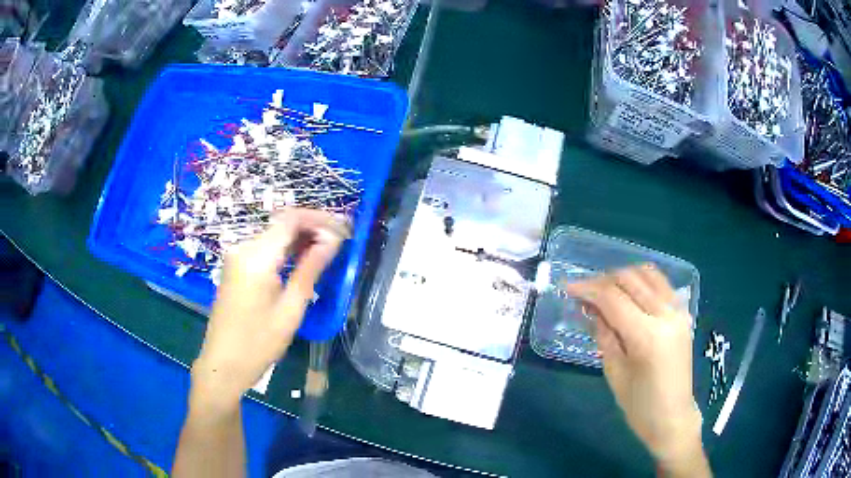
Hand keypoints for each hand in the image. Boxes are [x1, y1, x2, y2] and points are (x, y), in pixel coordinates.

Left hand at [190, 209, 349, 408]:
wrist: (223, 363)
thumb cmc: (258, 343)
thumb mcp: (290, 309)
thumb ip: (310, 269)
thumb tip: (332, 240)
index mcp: (256, 257)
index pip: (291, 219)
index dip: (320, 218)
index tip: (345, 227)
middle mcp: (243, 248)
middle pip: (281, 223)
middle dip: (312, 227)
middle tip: (340, 240)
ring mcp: (236, 256)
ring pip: (274, 235)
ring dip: (300, 238)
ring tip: (328, 249)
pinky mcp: (235, 266)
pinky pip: (264, 248)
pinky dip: (285, 249)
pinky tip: (302, 259)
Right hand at [566, 264, 708, 475]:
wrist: (673, 417)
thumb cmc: (639, 405)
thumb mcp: (614, 372)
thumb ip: (603, 334)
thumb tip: (589, 307)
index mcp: (647, 336)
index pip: (613, 298)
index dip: (587, 289)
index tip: (567, 287)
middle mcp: (666, 315)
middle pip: (630, 279)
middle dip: (602, 280)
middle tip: (583, 291)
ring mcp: (678, 311)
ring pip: (648, 274)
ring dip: (623, 276)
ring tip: (605, 290)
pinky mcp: (683, 313)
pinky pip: (661, 284)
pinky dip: (642, 281)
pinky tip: (629, 294)